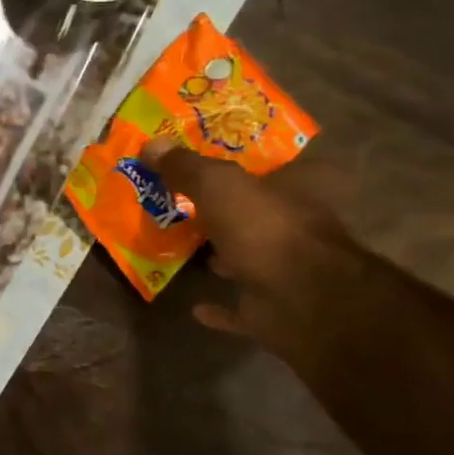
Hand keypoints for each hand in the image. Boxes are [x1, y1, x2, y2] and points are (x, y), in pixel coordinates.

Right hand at [143, 143, 356, 353]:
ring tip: (183, 247)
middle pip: (255, 212)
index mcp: (297, 189)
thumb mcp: (217, 184)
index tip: (204, 163)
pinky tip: (194, 305)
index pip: (270, 166)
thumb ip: (185, 166)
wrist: (303, 300)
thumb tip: (150, 144)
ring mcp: (286, 271)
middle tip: (181, 203)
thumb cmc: (266, 228)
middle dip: (225, 210)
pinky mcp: (273, 310)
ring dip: (222, 255)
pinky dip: (220, 306)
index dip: (239, 163)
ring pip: (248, 257)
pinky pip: (240, 307)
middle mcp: (297, 226)